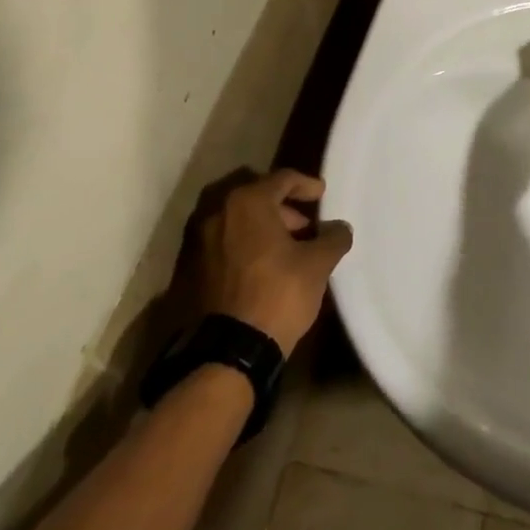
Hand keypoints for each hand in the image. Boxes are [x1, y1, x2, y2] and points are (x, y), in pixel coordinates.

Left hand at [194, 170, 353, 357]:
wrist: (228, 350)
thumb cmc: (277, 294)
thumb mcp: (317, 265)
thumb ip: (333, 238)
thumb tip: (339, 228)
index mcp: (247, 202)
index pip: (281, 179)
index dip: (306, 184)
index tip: (321, 194)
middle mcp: (216, 212)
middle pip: (253, 194)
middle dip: (281, 205)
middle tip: (304, 224)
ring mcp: (197, 240)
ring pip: (235, 219)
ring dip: (261, 225)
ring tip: (286, 247)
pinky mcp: (189, 267)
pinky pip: (222, 241)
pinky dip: (243, 243)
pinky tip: (262, 265)